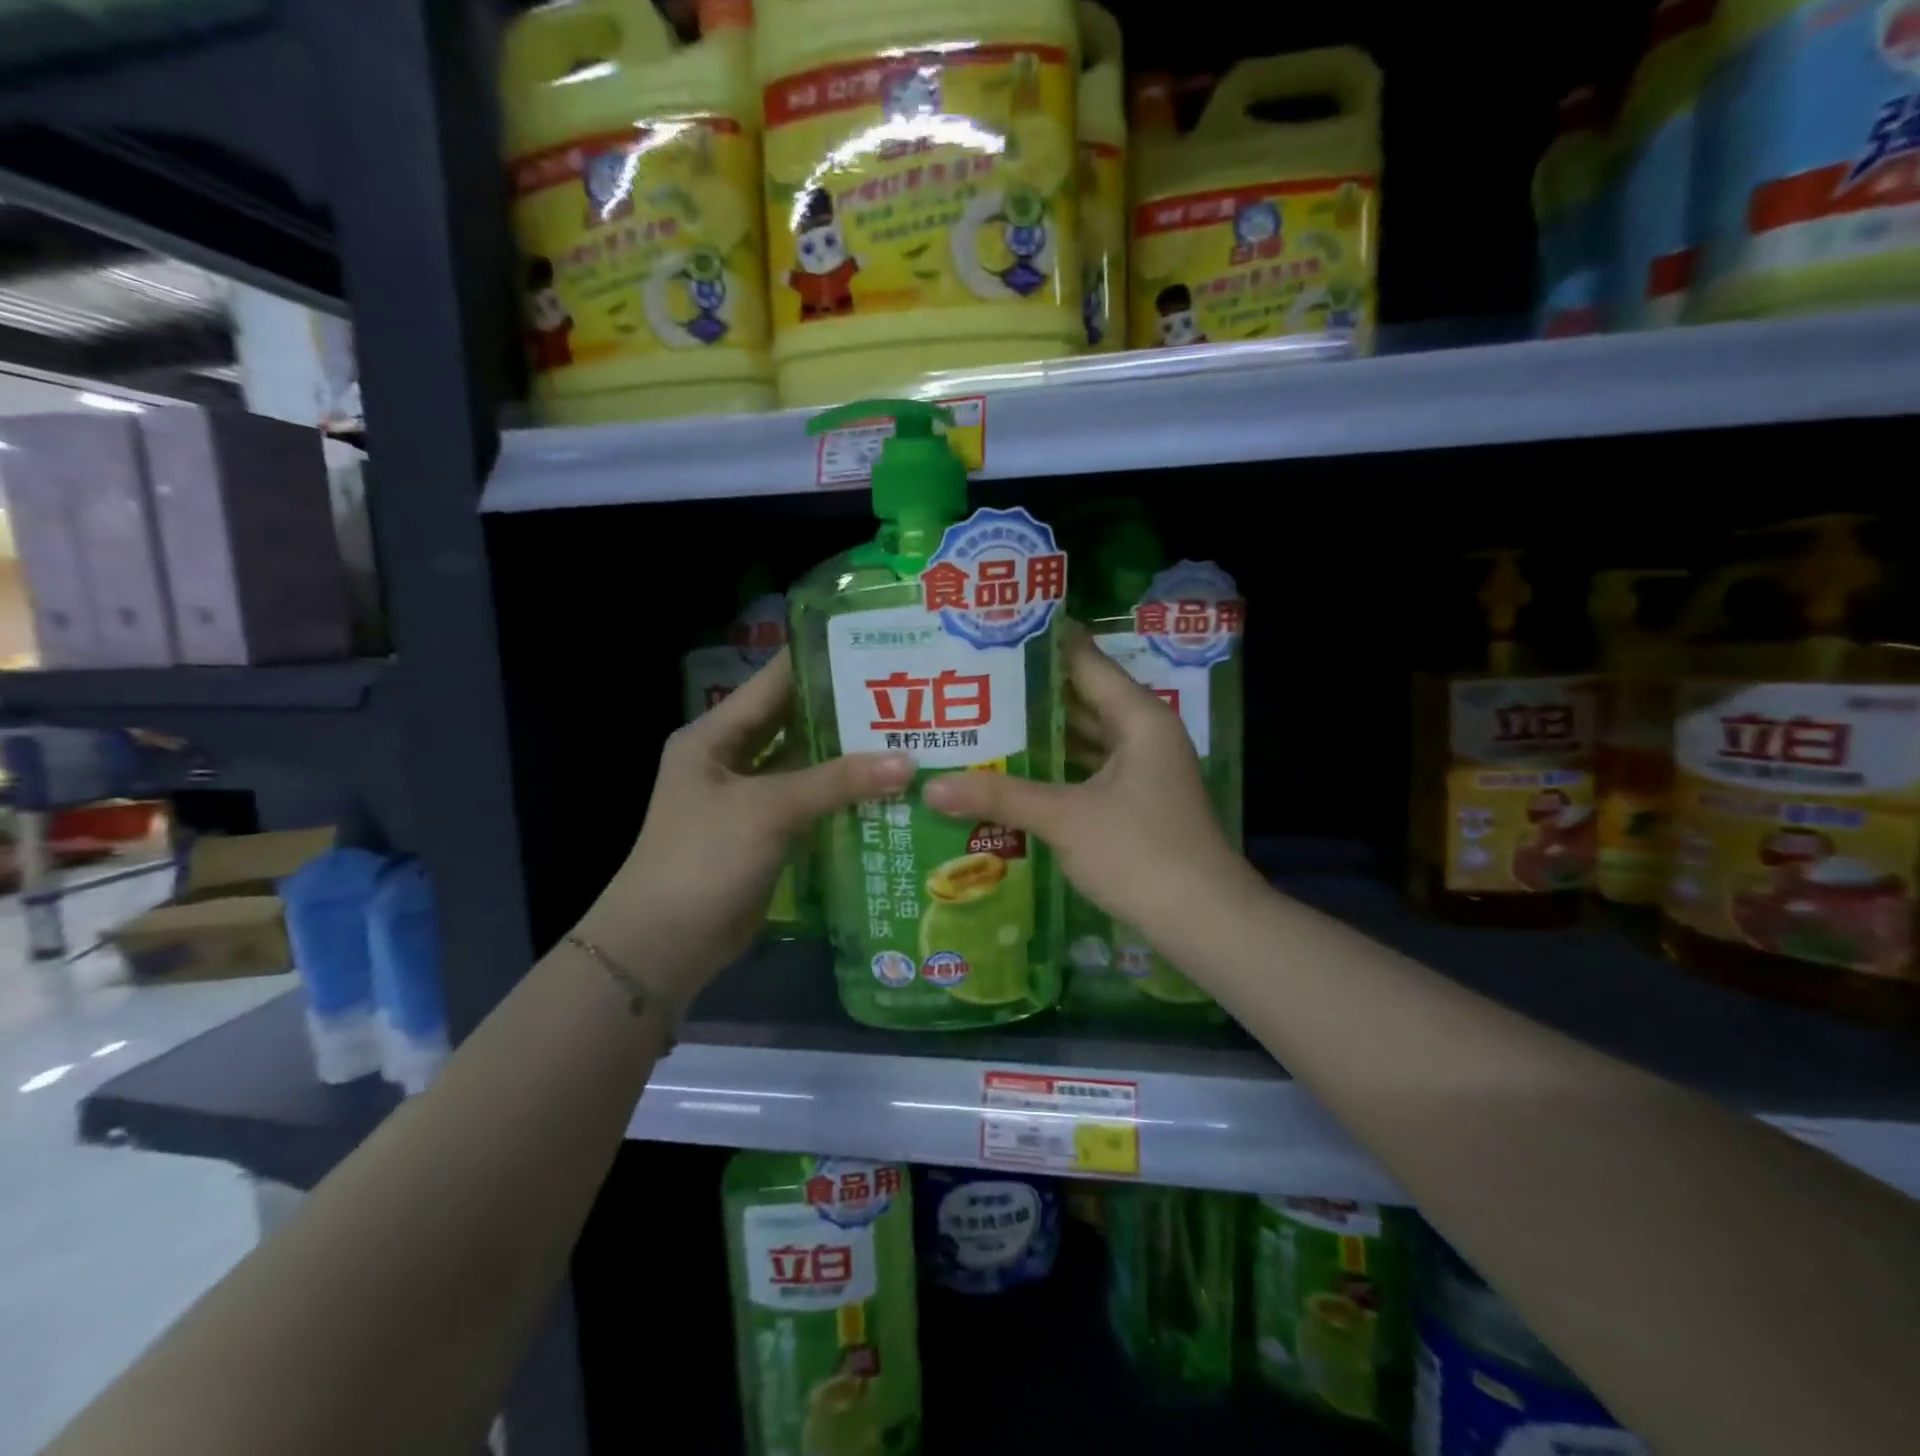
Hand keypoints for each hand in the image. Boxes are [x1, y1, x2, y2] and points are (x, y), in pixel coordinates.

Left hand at [576, 651, 911, 1009]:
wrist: (665, 944)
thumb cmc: (703, 858)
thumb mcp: (768, 809)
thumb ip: (837, 782)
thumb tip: (908, 762)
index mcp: (715, 735)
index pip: (775, 682)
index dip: (821, 662)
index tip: (875, 648)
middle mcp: (731, 759)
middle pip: (795, 723)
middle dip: (845, 712)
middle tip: (905, 698)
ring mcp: (749, 799)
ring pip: (807, 766)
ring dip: (849, 758)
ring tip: (908, 738)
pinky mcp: (766, 834)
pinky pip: (811, 804)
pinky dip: (843, 798)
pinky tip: (888, 790)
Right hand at [922, 627, 1260, 958]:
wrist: (1203, 920)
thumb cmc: (1139, 852)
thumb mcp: (1064, 819)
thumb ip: (1000, 797)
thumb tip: (931, 787)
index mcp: (1138, 719)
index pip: (1086, 663)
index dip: (1045, 645)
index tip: (998, 631)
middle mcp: (1145, 735)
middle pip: (1085, 700)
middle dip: (1034, 695)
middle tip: (976, 682)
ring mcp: (1144, 771)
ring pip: (1088, 739)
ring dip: (1045, 736)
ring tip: (986, 722)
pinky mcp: (1138, 803)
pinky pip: (1091, 771)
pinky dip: (1060, 770)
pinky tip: (1019, 774)